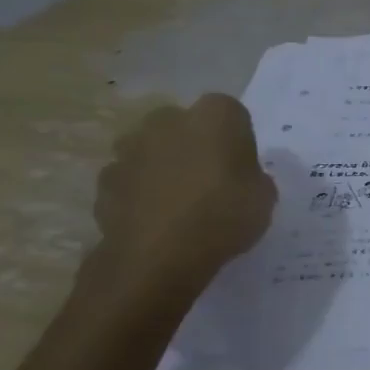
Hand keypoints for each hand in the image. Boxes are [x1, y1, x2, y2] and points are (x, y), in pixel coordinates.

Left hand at [93, 95, 276, 288]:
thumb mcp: (264, 198)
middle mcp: (168, 120)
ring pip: (152, 149)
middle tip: (210, 179)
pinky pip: (130, 180)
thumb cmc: (223, 216)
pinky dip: (140, 193)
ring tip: (178, 202)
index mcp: (214, 116)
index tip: (242, 164)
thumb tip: (241, 178)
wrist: (157, 256)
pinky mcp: (105, 181)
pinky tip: (154, 220)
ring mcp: (130, 149)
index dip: (237, 138)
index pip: (231, 113)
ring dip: (162, 165)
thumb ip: (253, 177)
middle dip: (194, 144)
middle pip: (184, 124)